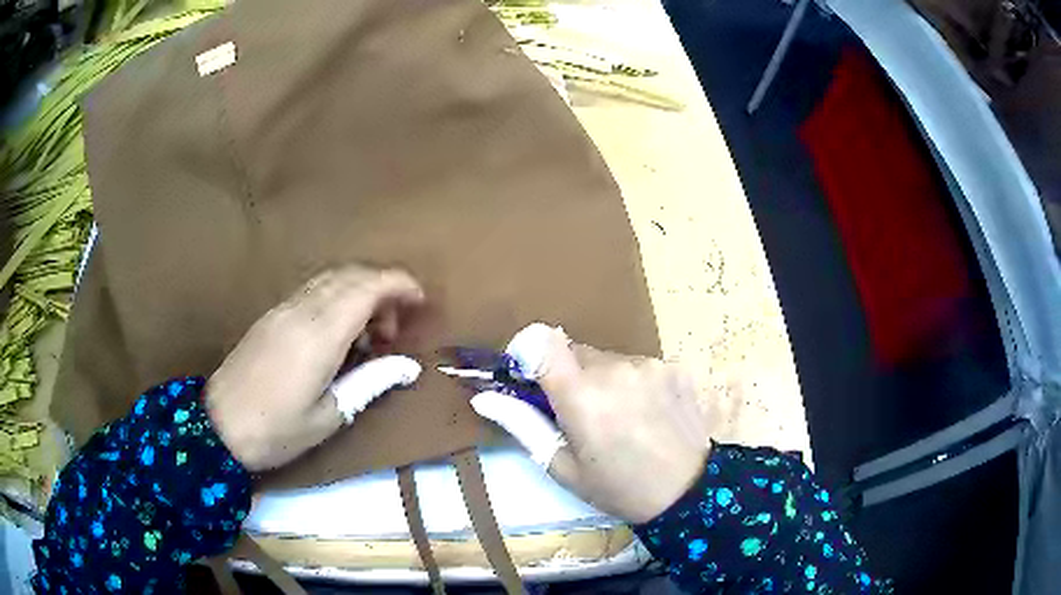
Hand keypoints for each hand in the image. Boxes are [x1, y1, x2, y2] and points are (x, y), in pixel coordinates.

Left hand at [205, 265, 424, 471]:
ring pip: (330, 279)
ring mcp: (282, 309)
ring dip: (359, 293)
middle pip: (350, 275)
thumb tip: (408, 365)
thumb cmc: (276, 430)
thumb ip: (370, 382)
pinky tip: (337, 335)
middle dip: (382, 290)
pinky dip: (337, 299)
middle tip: (393, 331)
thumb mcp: (330, 416)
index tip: (421, 301)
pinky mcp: (271, 315)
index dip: (399, 284)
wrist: (217, 427)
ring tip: (368, 336)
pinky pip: (312, 291)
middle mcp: (301, 310)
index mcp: (319, 335)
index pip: (366, 287)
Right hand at [472, 325, 710, 523]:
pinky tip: (648, 413)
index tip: (531, 377)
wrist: (689, 492)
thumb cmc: (618, 488)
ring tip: (621, 418)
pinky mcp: (673, 365)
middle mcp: (615, 368)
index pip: (541, 341)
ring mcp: (649, 364)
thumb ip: (523, 425)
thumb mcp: (563, 467)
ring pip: (608, 358)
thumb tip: (484, 397)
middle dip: (569, 375)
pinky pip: (638, 364)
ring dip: (603, 379)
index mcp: (581, 396)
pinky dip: (633, 382)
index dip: (528, 353)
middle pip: (575, 350)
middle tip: (582, 414)